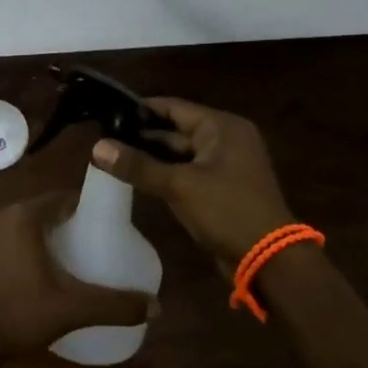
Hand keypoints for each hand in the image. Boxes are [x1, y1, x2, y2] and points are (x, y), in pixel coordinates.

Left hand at [0, 194, 154, 356]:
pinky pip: (7, 237)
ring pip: (23, 223)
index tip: (106, 222)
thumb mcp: (72, 309)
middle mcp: (0, 215)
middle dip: (67, 222)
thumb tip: (157, 307)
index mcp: (22, 216)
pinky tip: (40, 269)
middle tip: (93, 241)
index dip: (85, 206)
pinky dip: (25, 244)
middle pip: (42, 209)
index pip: (61, 198)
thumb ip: (114, 305)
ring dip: (44, 233)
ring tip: (71, 256)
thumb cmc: (19, 313)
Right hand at [92, 97, 293, 265]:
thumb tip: (97, 147)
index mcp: (222, 127)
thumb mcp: (179, 186)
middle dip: (142, 136)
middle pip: (175, 130)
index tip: (107, 112)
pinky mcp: (221, 188)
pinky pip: (187, 172)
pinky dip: (165, 173)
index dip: (140, 109)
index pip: (173, 107)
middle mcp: (226, 139)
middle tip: (103, 137)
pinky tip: (136, 177)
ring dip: (151, 157)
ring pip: (179, 153)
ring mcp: (225, 165)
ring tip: (112, 155)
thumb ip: (138, 165)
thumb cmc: (227, 211)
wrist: (270, 261)